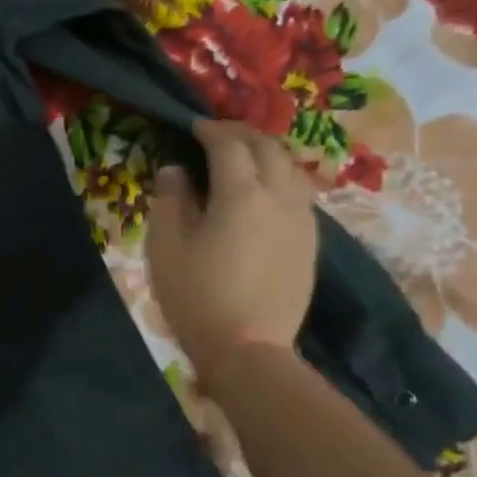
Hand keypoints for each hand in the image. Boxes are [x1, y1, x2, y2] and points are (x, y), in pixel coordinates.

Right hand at [145, 121, 317, 372]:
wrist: (249, 349)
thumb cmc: (197, 296)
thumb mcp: (166, 246)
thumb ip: (170, 199)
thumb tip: (176, 171)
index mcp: (242, 193)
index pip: (229, 144)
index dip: (209, 130)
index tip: (192, 127)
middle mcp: (279, 196)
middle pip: (267, 147)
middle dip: (240, 134)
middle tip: (214, 135)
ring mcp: (301, 219)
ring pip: (290, 167)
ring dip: (265, 152)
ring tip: (241, 157)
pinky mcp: (310, 241)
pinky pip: (299, 192)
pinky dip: (279, 177)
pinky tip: (263, 191)